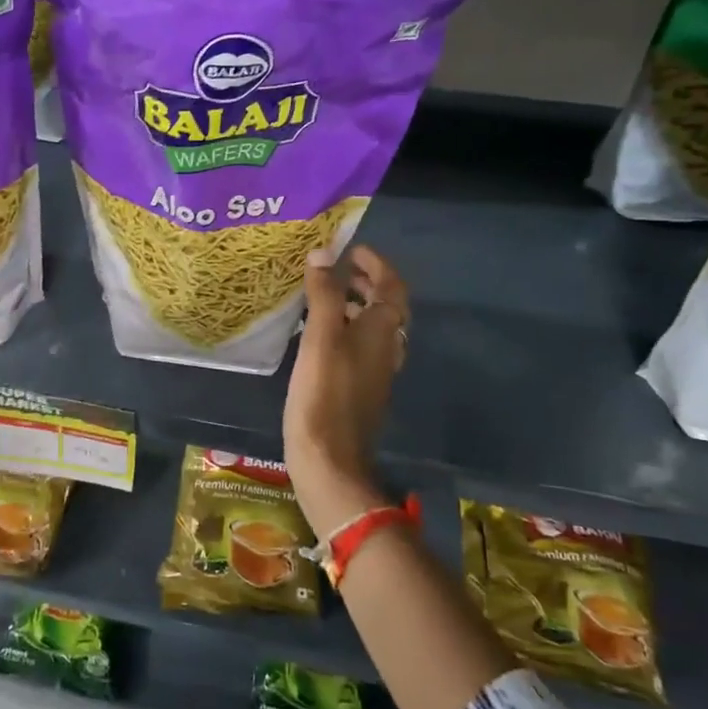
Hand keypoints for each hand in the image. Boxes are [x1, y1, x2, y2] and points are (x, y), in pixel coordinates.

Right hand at [283, 245, 408, 535]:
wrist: (329, 458)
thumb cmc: (324, 393)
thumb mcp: (321, 338)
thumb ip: (324, 294)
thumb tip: (324, 253)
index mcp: (382, 331)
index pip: (391, 287)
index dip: (376, 265)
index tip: (353, 250)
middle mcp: (386, 348)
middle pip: (385, 307)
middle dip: (364, 283)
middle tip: (337, 269)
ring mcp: (374, 371)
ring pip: (371, 328)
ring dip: (353, 306)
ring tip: (322, 296)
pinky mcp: (359, 389)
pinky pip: (358, 347)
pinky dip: (343, 330)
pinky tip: (316, 336)